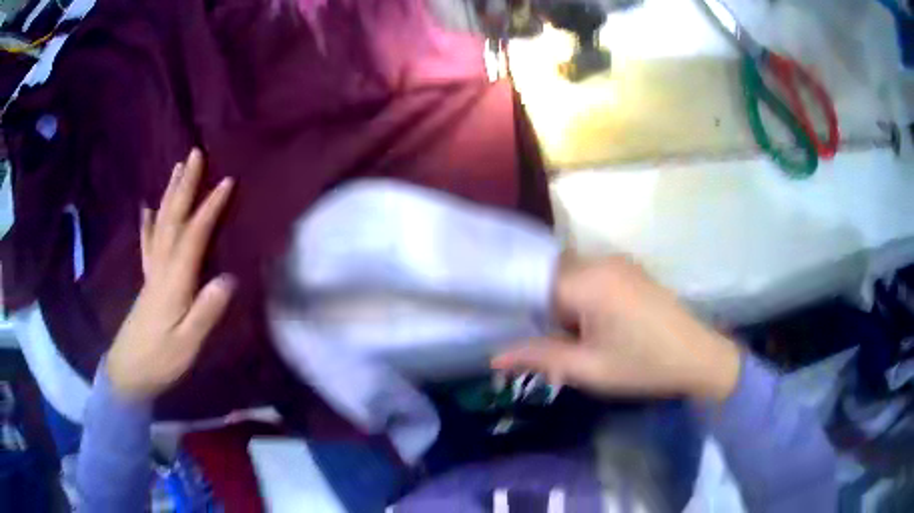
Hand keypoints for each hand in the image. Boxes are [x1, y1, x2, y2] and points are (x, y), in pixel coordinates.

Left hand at [107, 149, 235, 399]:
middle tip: (194, 154)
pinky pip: (146, 244)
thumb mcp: (188, 344)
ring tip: (177, 170)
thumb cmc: (161, 360)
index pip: (194, 236)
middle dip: (185, 186)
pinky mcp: (146, 282)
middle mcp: (161, 268)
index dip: (210, 208)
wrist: (128, 373)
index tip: (227, 181)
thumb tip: (229, 277)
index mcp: (174, 281)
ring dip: (169, 195)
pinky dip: (147, 223)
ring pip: (160, 225)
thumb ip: (206, 311)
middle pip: (173, 220)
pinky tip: (146, 209)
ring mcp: (151, 272)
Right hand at [492, 255, 740, 402]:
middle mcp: (602, 261)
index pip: (535, 283)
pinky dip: (584, 298)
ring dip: (566, 305)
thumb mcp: (588, 368)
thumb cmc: (643, 365)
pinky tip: (598, 326)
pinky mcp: (631, 269)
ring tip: (576, 339)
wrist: (699, 357)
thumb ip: (540, 357)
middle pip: (553, 277)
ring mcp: (620, 262)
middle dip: (547, 309)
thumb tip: (495, 357)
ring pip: (572, 277)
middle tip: (552, 343)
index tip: (518, 333)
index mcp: (590, 282)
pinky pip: (592, 277)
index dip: (523, 309)